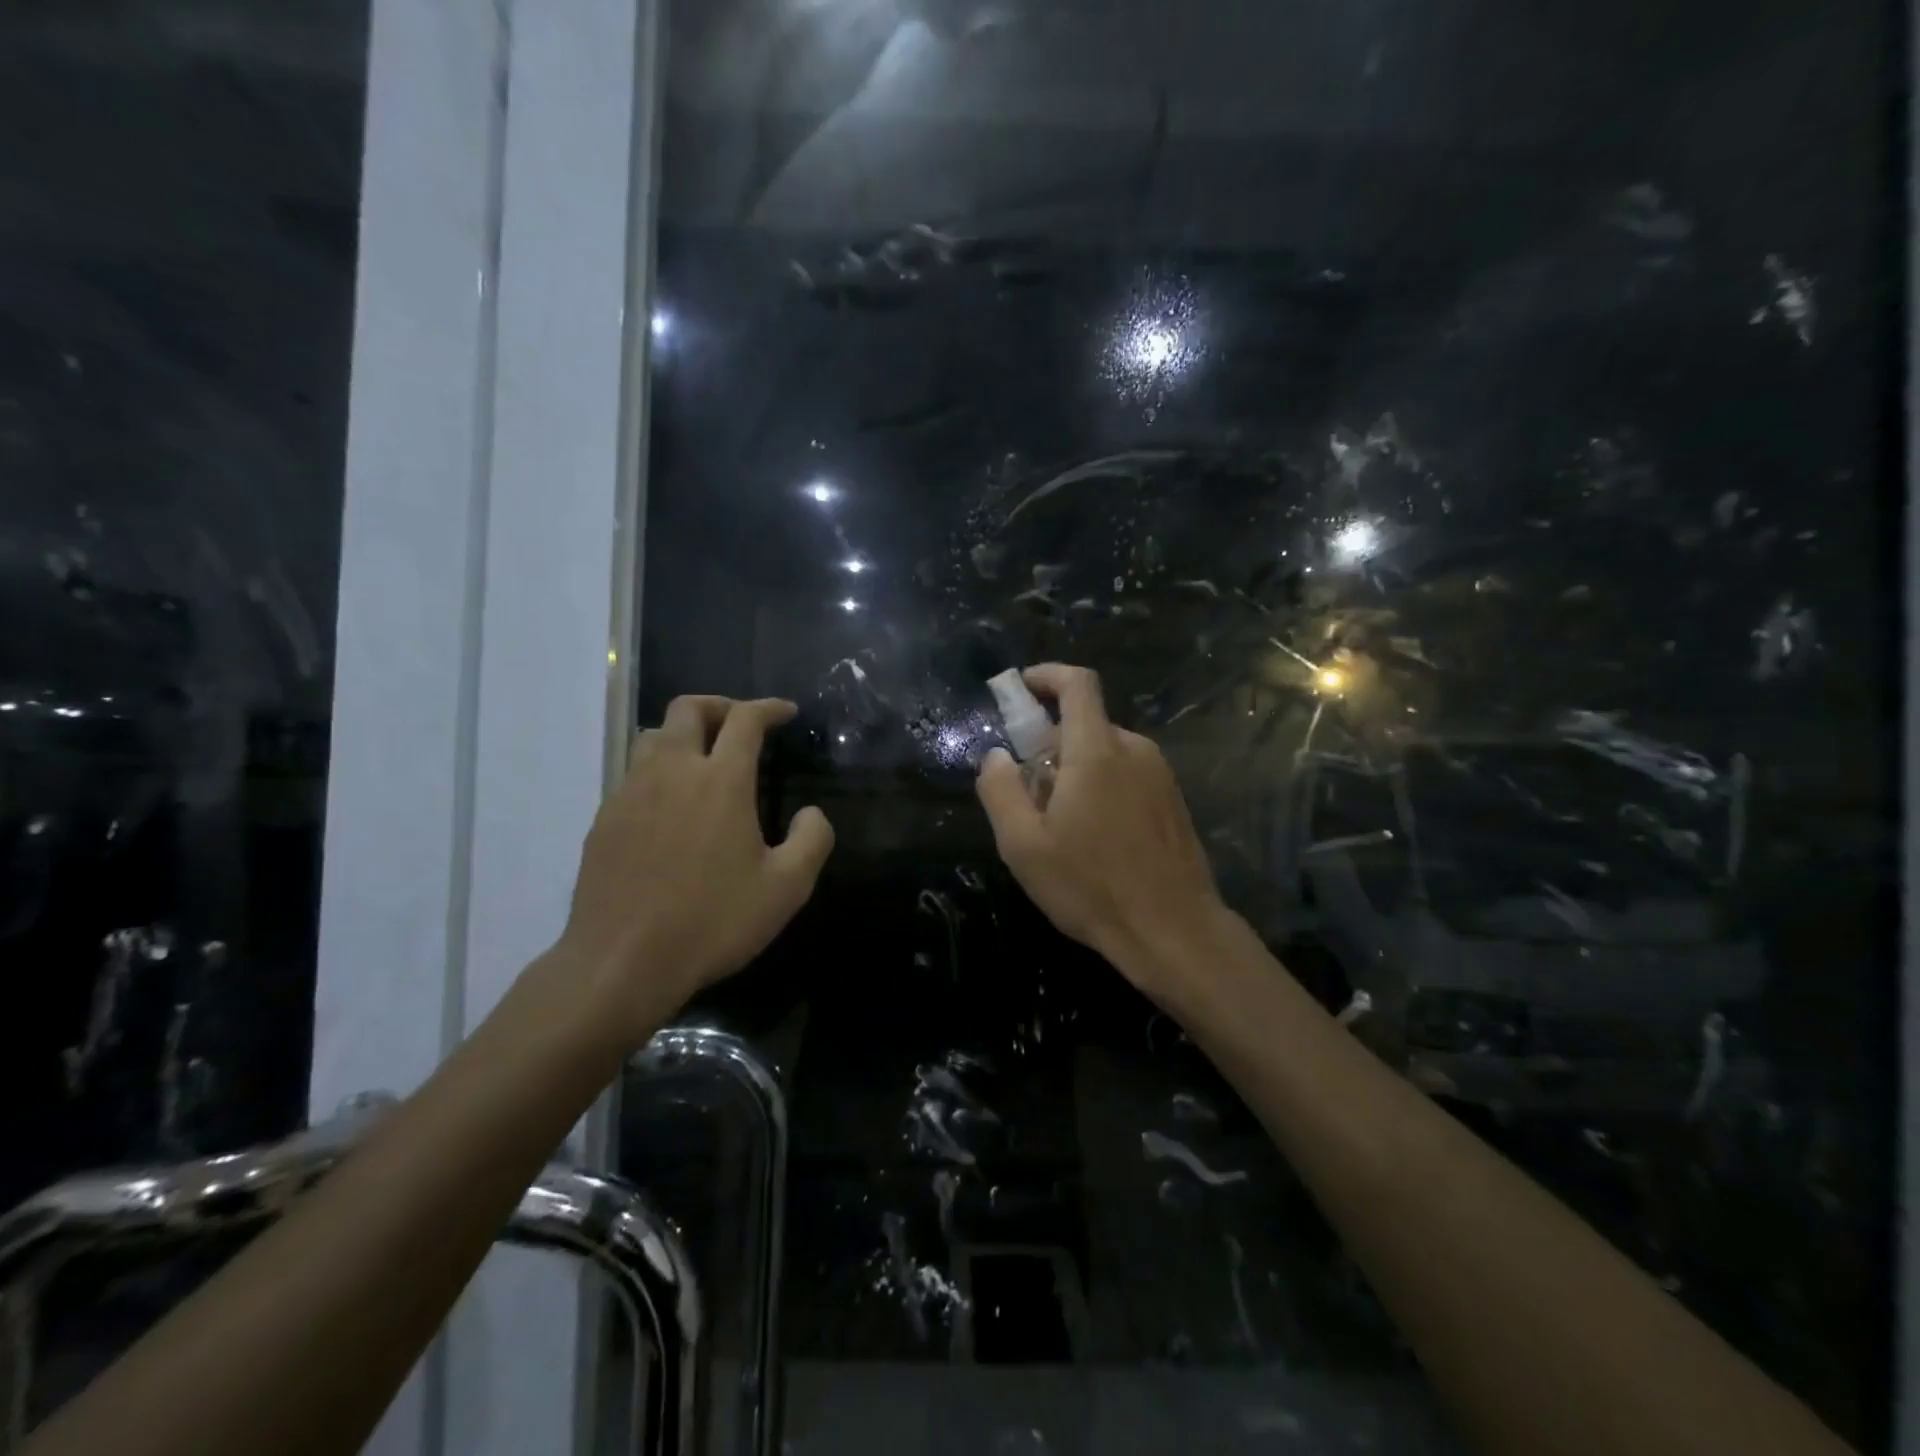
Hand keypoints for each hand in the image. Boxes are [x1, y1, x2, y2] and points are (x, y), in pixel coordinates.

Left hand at [553, 696, 833, 1042]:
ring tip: (704, 759)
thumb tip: (811, 813)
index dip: (769, 708)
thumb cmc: (712, 921)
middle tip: (741, 724)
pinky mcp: (603, 820)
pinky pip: (633, 774)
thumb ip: (812, 840)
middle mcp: (672, 772)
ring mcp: (630, 793)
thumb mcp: (787, 888)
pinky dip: (659, 771)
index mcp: (721, 780)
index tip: (786, 712)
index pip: (745, 720)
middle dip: (720, 706)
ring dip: (684, 734)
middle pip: (688, 709)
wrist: (621, 963)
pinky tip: (671, 807)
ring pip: (653, 736)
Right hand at [975, 664, 1227, 993]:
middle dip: (1050, 744)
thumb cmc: (1091, 886)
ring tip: (1060, 826)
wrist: (1174, 931)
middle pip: (1086, 724)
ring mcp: (1160, 775)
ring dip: (1076, 770)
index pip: (1077, 684)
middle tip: (1028, 792)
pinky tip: (1095, 839)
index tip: (1020, 689)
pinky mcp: (1173, 800)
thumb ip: (1000, 790)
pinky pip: (1127, 775)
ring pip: (1106, 753)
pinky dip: (1102, 787)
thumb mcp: (1024, 845)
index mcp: (1097, 751)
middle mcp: (1134, 750)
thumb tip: (996, 755)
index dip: (1047, 675)